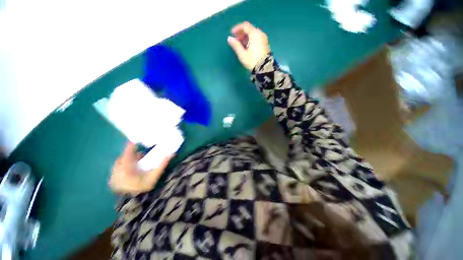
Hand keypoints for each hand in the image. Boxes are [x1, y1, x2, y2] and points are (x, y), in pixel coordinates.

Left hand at [109, 142, 172, 194]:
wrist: (133, 204)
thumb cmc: (143, 188)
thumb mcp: (155, 176)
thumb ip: (162, 164)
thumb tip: (172, 154)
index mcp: (127, 168)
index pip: (128, 153)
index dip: (131, 146)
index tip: (135, 141)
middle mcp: (117, 170)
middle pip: (123, 157)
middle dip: (131, 154)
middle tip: (140, 153)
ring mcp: (113, 176)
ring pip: (119, 164)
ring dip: (128, 160)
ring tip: (137, 162)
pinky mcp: (112, 181)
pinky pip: (117, 169)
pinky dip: (123, 167)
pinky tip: (131, 171)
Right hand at [228, 21, 270, 70]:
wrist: (264, 69)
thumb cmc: (252, 61)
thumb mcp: (242, 54)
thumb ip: (236, 45)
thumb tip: (229, 38)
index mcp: (255, 34)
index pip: (245, 26)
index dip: (237, 28)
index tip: (232, 33)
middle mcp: (260, 34)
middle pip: (249, 29)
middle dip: (241, 34)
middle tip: (236, 41)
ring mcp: (264, 39)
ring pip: (253, 34)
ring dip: (246, 37)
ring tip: (240, 45)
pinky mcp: (265, 44)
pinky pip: (257, 38)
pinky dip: (251, 40)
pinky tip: (247, 47)